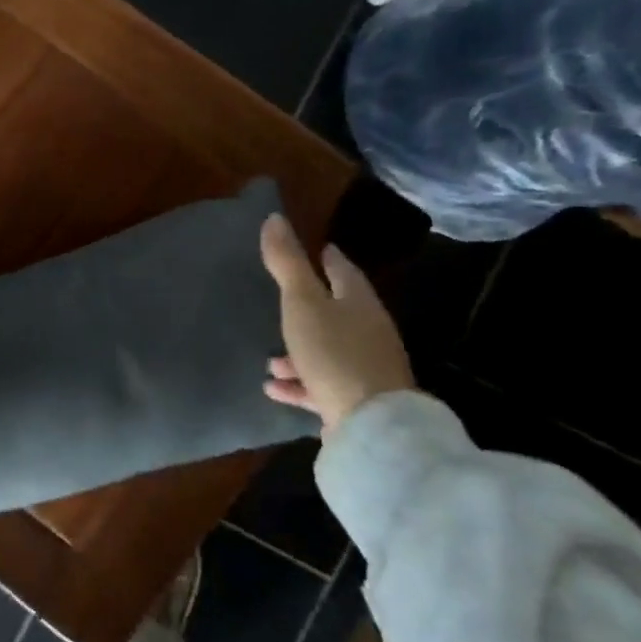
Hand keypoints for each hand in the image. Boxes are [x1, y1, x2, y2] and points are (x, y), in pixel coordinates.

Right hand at [257, 215, 414, 434]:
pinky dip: (298, 382)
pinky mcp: (356, 400)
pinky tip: (274, 388)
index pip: (344, 272)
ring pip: (327, 351)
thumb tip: (274, 217)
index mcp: (359, 303)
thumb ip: (287, 263)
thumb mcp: (302, 303)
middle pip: (338, 313)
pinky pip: (321, 384)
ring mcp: (365, 369)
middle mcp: (368, 332)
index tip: (320, 250)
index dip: (330, 259)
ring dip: (298, 352)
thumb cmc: (334, 352)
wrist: (370, 424)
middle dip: (311, 308)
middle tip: (285, 303)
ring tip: (270, 360)